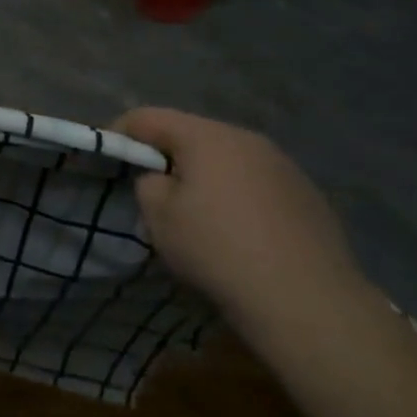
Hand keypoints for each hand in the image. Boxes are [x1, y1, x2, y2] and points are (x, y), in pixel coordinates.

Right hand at [113, 108, 366, 342]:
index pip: (148, 117)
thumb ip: (148, 185)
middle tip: (152, 190)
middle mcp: (247, 139)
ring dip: (205, 176)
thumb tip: (163, 179)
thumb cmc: (217, 249)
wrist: (306, 299)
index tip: (109, 160)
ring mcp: (283, 165)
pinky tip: (239, 233)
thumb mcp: (158, 218)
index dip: (120, 133)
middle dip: (167, 156)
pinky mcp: (307, 194)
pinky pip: (256, 183)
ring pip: (227, 159)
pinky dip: (237, 196)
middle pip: (192, 134)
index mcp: (206, 137)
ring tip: (197, 214)